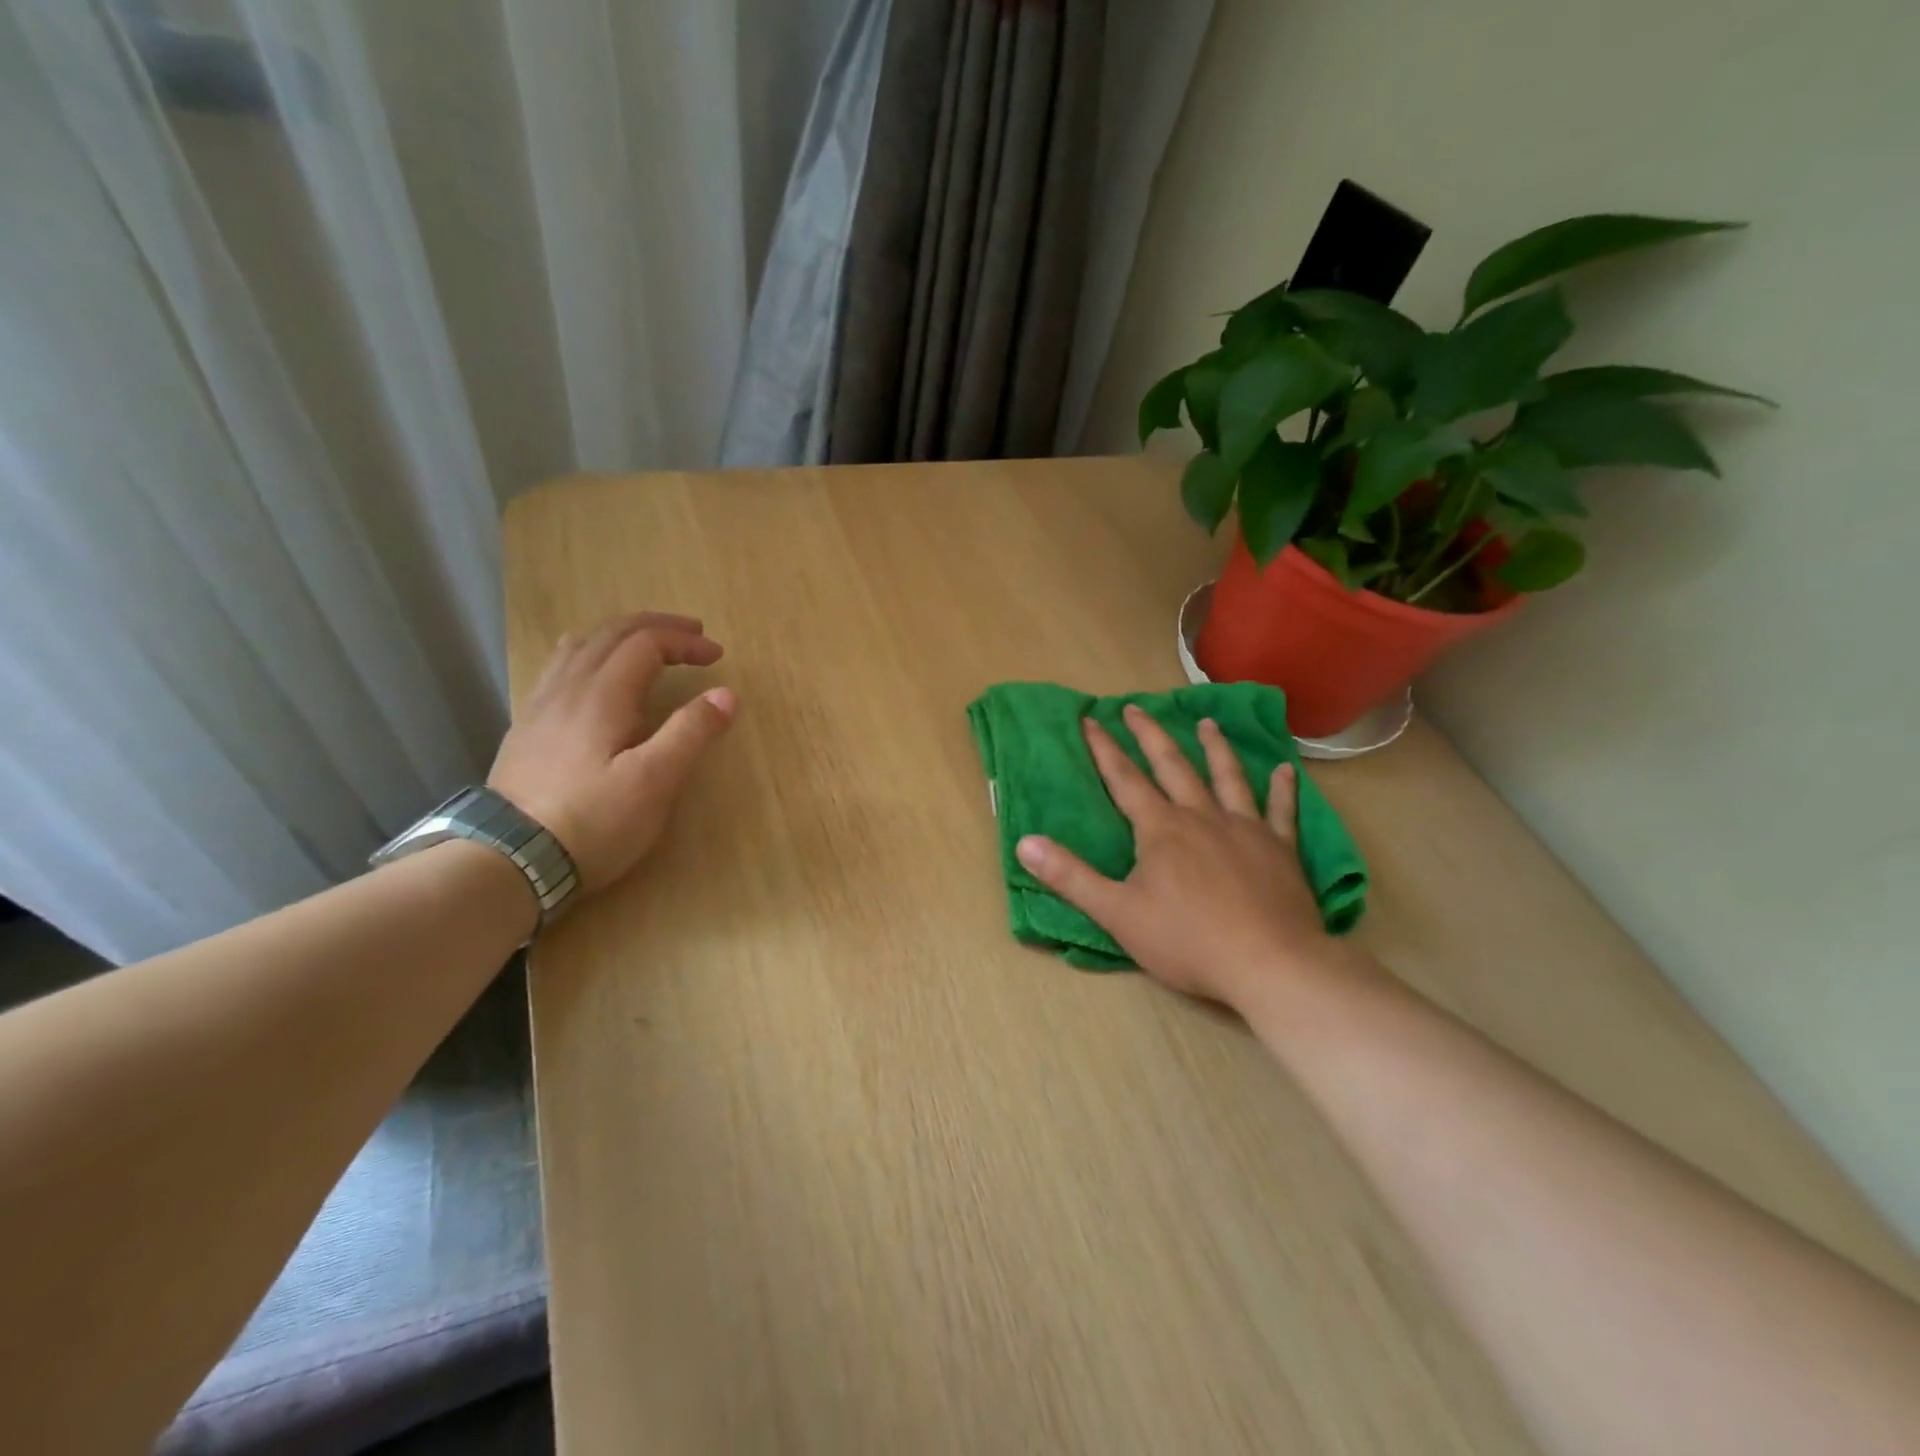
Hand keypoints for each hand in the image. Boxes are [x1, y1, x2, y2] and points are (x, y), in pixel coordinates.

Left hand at [488, 611, 736, 891]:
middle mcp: (568, 687)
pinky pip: (559, 668)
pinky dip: (589, 653)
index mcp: (602, 694)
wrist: (510, 860)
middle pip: (612, 634)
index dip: (685, 642)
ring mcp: (541, 706)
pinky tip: (591, 674)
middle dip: (657, 627)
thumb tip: (726, 695)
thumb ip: (691, 733)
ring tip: (648, 645)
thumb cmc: (593, 821)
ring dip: (622, 635)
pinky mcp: (527, 728)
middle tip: (693, 635)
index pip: (647, 643)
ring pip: (581, 646)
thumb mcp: (654, 781)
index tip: (717, 656)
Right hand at [1014, 704, 1332, 1009]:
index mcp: (1161, 829)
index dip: (1104, 749)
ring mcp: (1245, 829)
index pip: (1124, 779)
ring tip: (1207, 722)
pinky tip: (1286, 770)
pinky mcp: (1280, 849)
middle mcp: (1201, 816)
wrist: (1269, 964)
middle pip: (1173, 766)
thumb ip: (1070, 877)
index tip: (1090, 720)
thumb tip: (1024, 843)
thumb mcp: (1116, 913)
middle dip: (1150, 735)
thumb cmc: (1187, 941)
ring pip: (1227, 777)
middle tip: (1136, 707)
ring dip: (1215, 748)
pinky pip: (1281, 811)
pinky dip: (1283, 790)